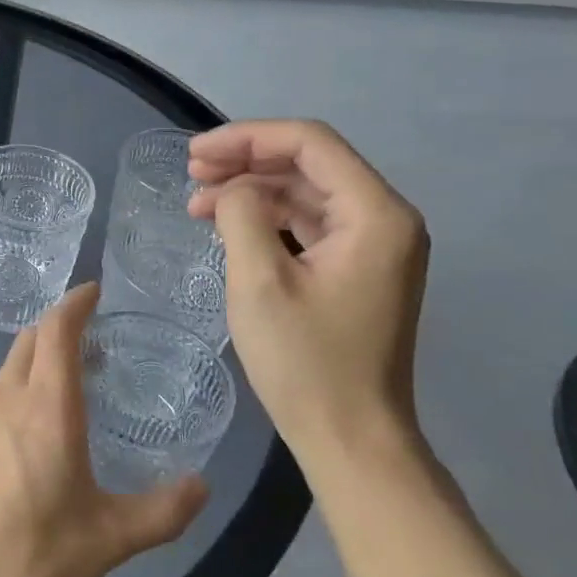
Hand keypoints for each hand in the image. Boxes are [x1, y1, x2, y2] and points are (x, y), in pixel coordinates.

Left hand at [0, 284, 208, 576]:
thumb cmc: (35, 556)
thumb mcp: (111, 539)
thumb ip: (164, 511)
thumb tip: (203, 486)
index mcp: (46, 408)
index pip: (56, 330)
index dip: (75, 303)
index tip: (95, 291)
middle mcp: (7, 400)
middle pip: (30, 341)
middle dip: (59, 327)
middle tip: (94, 340)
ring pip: (10, 367)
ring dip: (38, 359)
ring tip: (71, 381)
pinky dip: (20, 388)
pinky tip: (34, 426)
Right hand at [188, 120, 429, 458]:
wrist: (350, 439)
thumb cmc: (306, 362)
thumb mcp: (260, 281)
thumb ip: (242, 215)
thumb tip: (234, 191)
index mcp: (376, 215)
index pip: (311, 144)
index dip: (248, 138)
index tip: (195, 154)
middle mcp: (385, 220)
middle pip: (310, 164)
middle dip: (246, 161)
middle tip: (191, 173)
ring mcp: (373, 248)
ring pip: (306, 195)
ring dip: (252, 191)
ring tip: (197, 202)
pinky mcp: (356, 271)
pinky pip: (309, 226)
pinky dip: (266, 220)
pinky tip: (227, 226)